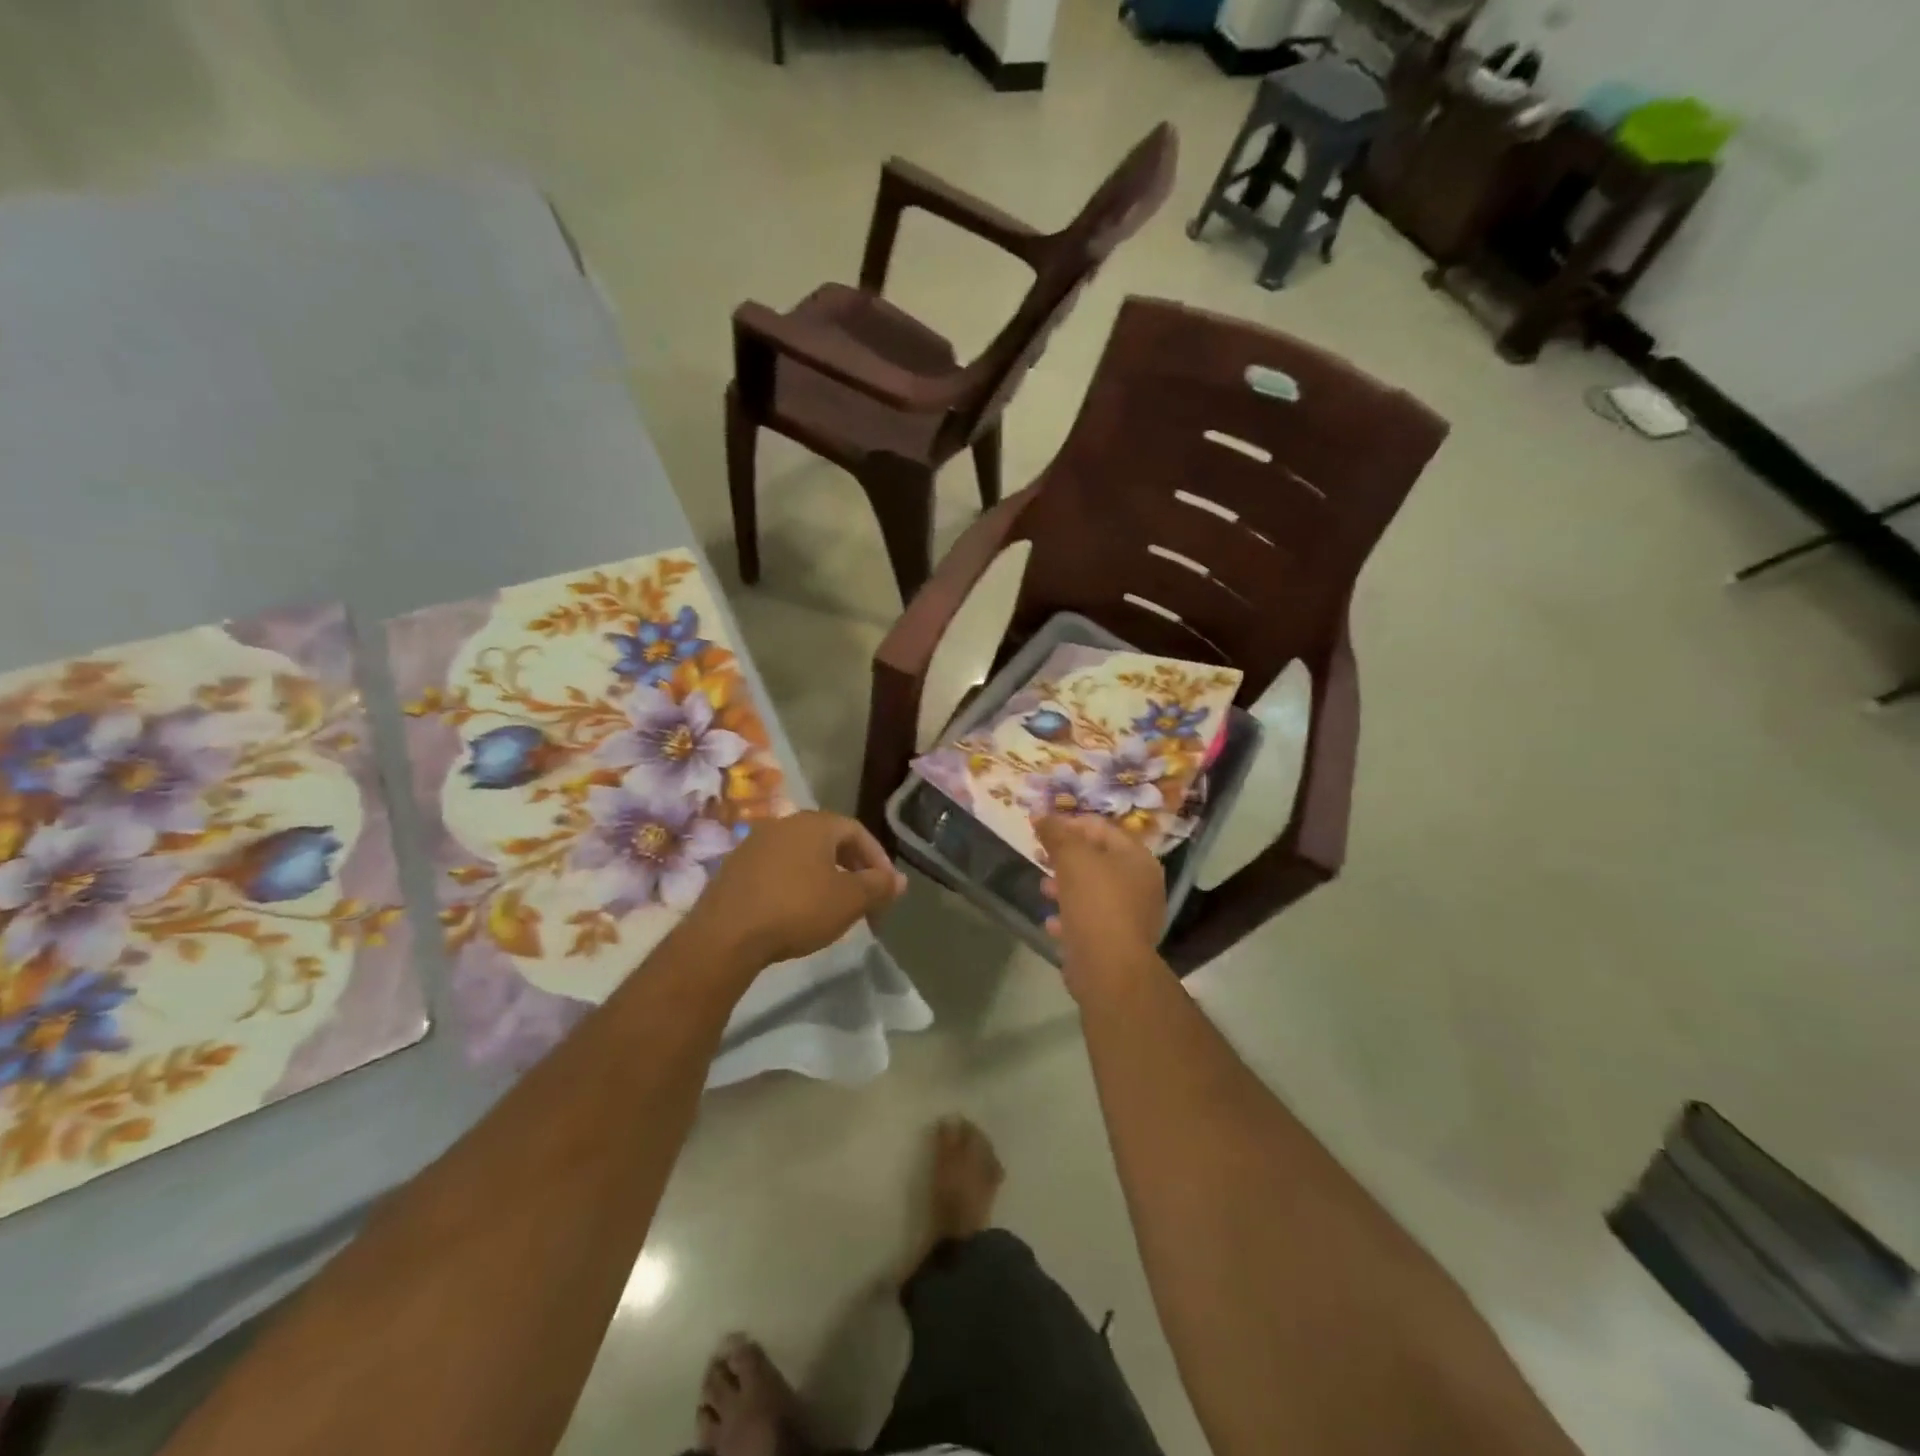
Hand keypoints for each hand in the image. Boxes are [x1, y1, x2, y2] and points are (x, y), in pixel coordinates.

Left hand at [686, 811, 906, 968]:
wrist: (725, 936)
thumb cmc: (797, 909)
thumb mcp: (849, 900)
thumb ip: (878, 886)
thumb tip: (899, 880)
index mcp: (814, 823)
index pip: (857, 831)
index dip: (878, 859)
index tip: (886, 889)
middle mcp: (784, 824)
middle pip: (829, 841)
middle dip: (852, 869)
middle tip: (863, 900)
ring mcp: (754, 844)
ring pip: (802, 856)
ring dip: (823, 877)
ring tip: (832, 909)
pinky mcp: (734, 869)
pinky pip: (776, 870)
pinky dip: (795, 885)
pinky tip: (796, 912)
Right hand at [1036, 815, 1165, 994]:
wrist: (1109, 968)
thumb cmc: (1095, 903)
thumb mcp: (1072, 858)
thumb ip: (1056, 833)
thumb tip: (1040, 814)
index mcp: (1137, 858)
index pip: (1102, 828)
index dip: (1070, 824)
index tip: (1041, 829)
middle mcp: (1140, 884)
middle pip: (1097, 859)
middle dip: (1065, 856)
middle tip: (1038, 855)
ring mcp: (1130, 915)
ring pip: (1092, 890)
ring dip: (1065, 886)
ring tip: (1043, 888)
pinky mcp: (1116, 941)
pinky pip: (1089, 920)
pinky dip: (1070, 916)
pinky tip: (1051, 922)